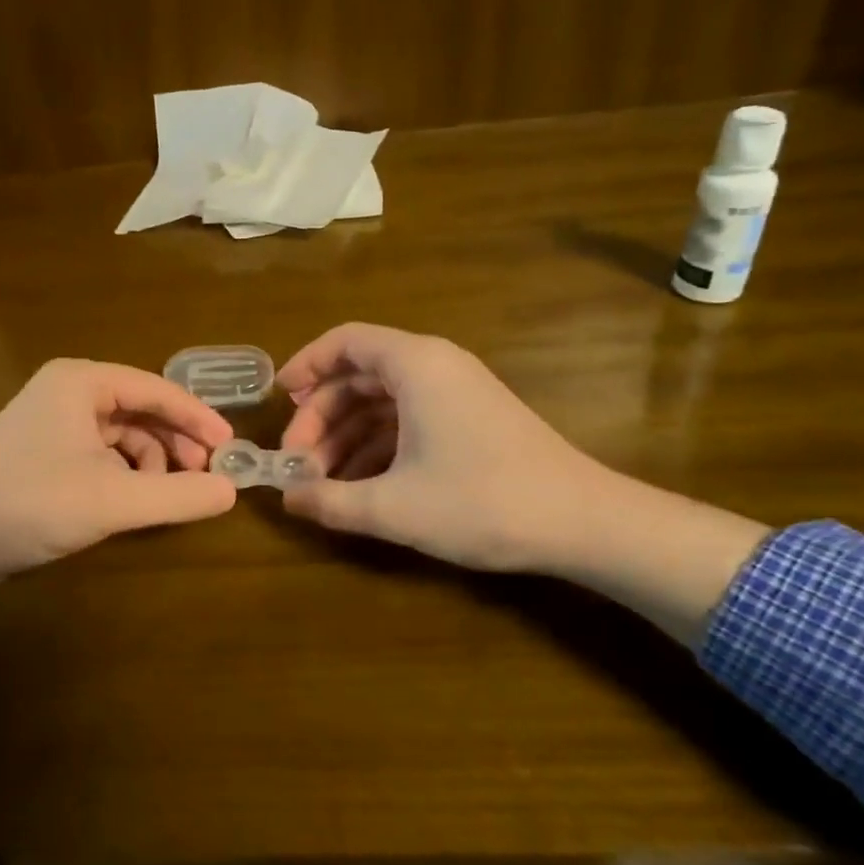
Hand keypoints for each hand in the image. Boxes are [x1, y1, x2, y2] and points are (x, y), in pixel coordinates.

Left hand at [0, 359, 236, 623]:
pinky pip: (101, 454)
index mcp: (82, 382)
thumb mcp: (116, 500)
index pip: (157, 389)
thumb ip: (179, 495)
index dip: (198, 418)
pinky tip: (133, 502)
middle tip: (206, 476)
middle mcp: (68, 391)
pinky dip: (124, 475)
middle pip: (141, 410)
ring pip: (122, 435)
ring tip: (165, 497)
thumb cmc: (34, 502)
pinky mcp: (44, 452)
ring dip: (151, 463)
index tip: (231, 447)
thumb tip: (232, 491)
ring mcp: (53, 421)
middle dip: (175, 443)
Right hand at [277, 323, 767, 640]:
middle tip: (298, 462)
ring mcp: (457, 393)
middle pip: (360, 375)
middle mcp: (435, 366)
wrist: (584, 523)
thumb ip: (331, 501)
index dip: (306, 366)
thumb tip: (287, 498)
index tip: (279, 401)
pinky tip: (362, 486)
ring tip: (323, 482)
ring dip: (348, 437)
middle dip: (322, 417)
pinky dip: (379, 446)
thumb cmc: (482, 502)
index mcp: (415, 365)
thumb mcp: (394, 507)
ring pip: (383, 401)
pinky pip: (409, 419)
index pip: (345, 341)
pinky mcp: (471, 420)